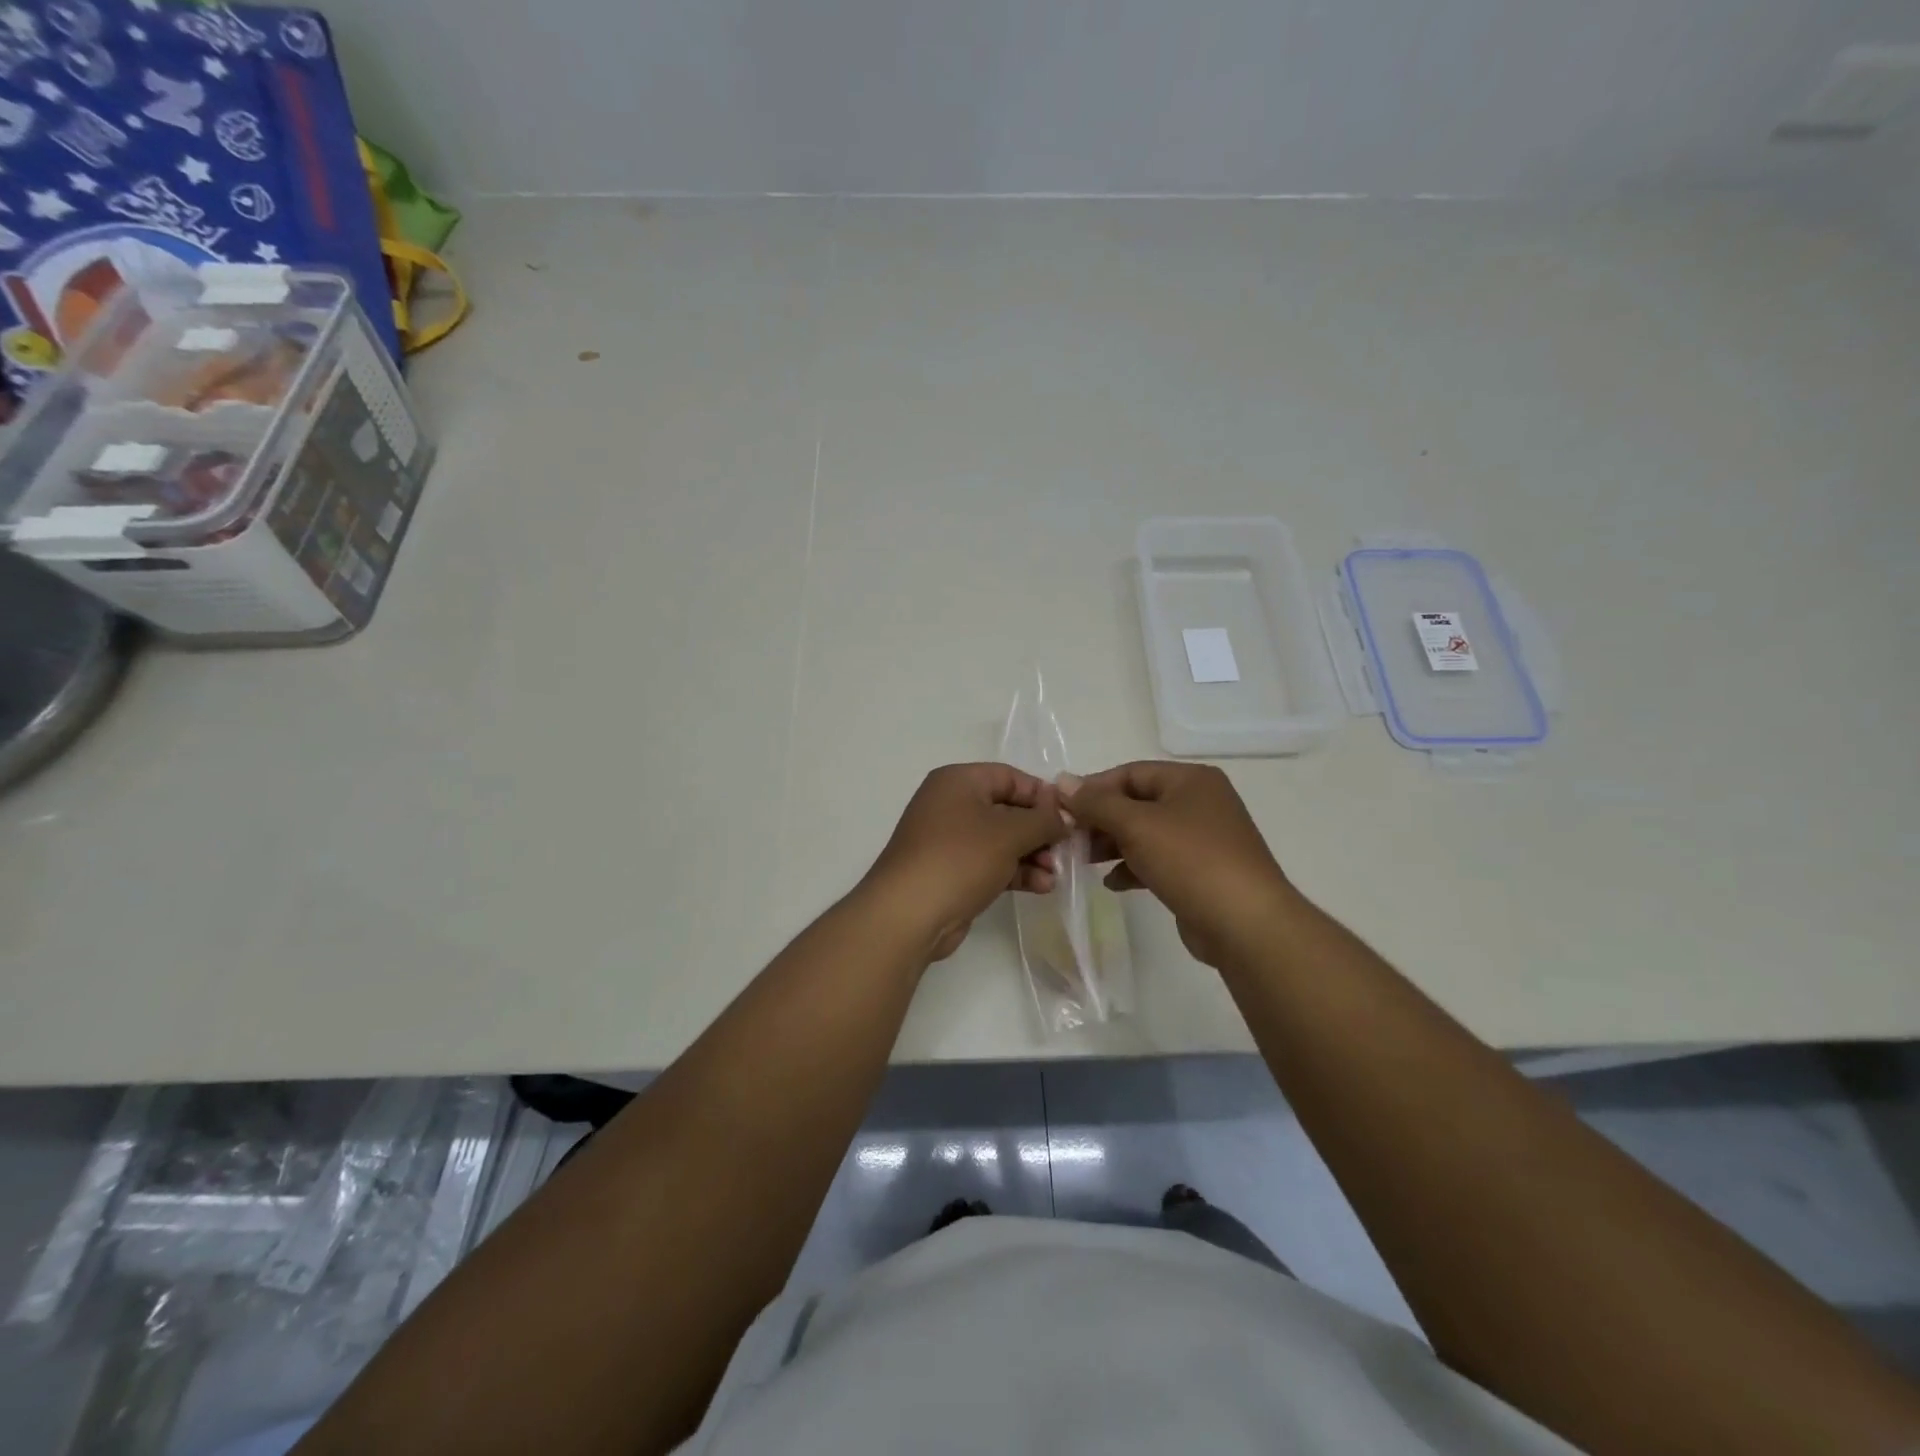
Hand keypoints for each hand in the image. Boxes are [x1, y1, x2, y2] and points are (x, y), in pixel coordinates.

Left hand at [863, 763, 1071, 961]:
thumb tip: (1065, 815)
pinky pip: (992, 864)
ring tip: (1056, 874)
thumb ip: (1044, 820)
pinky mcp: (952, 872)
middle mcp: (952, 804)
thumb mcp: (1009, 833)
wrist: (909, 914)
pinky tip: (1041, 886)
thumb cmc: (959, 858)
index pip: (1010, 776)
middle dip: (1040, 830)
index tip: (1071, 815)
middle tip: (1067, 849)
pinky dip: (1016, 872)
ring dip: (1032, 855)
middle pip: (1008, 809)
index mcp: (958, 781)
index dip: (1042, 794)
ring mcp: (950, 841)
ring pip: (1002, 840)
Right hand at [1061, 762, 1292, 969]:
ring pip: (1145, 834)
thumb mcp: (1137, 825)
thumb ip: (1097, 803)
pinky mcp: (1201, 873)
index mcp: (1190, 780)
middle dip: (1101, 820)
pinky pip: (1158, 860)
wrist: (1246, 924)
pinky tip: (1112, 883)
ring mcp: (1203, 839)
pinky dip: (1133, 867)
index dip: (1093, 788)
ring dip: (1112, 844)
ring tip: (1083, 860)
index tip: (1061, 809)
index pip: (1130, 773)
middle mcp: (1199, 803)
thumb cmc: (1191, 861)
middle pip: (1137, 803)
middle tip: (1068, 838)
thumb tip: (1063, 781)